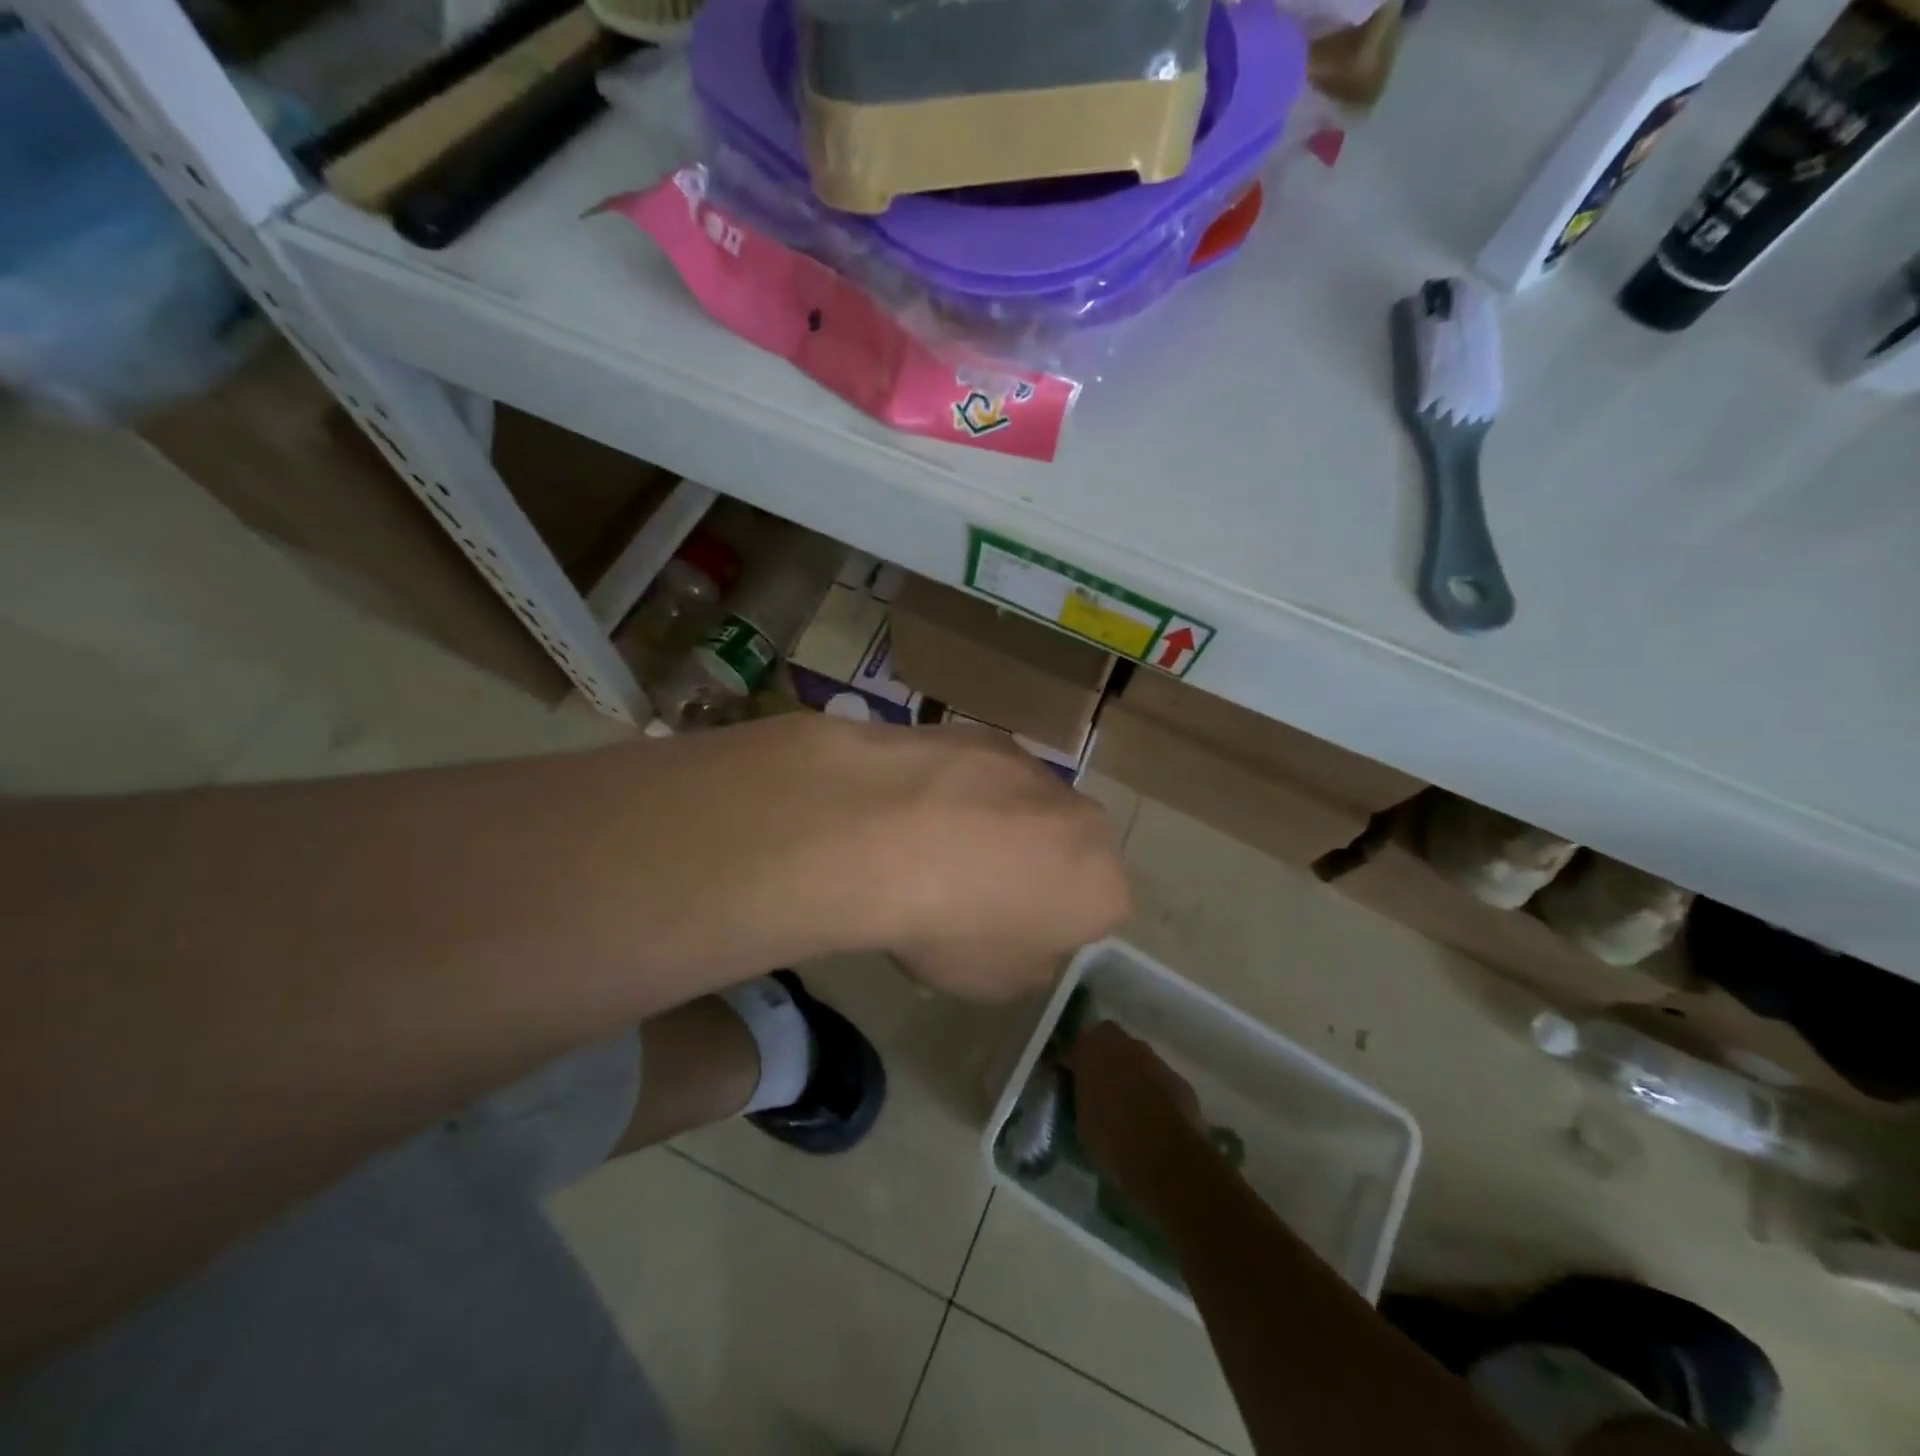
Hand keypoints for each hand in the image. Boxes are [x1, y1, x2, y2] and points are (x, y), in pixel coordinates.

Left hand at [833, 720, 1131, 1002]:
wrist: (884, 835)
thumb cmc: (949, 926)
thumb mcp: (994, 980)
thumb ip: (1030, 958)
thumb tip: (1027, 934)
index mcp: (1102, 886)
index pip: (1096, 912)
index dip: (1050, 927)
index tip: (1006, 935)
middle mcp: (1083, 819)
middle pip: (1067, 847)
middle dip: (1034, 865)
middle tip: (975, 889)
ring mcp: (1033, 768)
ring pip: (1025, 805)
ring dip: (997, 824)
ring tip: (934, 846)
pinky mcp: (985, 735)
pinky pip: (982, 774)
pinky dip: (959, 789)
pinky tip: (914, 808)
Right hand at [1067, 1020, 1202, 1192]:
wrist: (1165, 1157)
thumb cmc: (1111, 1135)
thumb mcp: (1081, 1117)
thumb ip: (1081, 1093)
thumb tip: (1082, 1091)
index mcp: (1094, 1047)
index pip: (1077, 1042)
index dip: (1073, 1059)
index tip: (1068, 1076)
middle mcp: (1126, 1043)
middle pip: (1111, 1044)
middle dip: (1104, 1061)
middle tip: (1097, 1088)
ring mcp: (1157, 1060)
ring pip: (1137, 1061)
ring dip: (1130, 1075)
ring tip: (1124, 1106)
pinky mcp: (1180, 1082)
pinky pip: (1159, 1082)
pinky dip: (1153, 1093)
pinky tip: (1150, 1118)